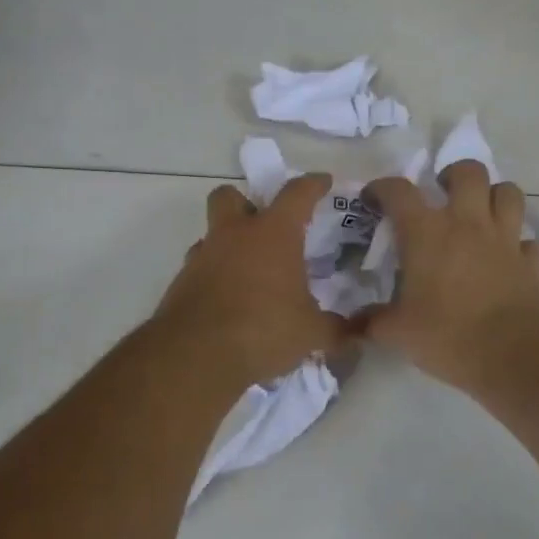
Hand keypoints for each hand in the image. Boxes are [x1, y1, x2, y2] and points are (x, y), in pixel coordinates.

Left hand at [156, 174, 350, 385]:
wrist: (196, 356)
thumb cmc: (263, 330)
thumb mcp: (311, 333)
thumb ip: (336, 329)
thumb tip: (357, 334)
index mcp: (273, 234)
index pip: (297, 193)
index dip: (313, 184)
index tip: (323, 183)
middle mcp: (234, 235)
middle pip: (229, 196)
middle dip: (244, 203)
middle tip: (263, 225)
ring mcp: (202, 257)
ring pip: (211, 234)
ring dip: (228, 244)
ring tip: (249, 272)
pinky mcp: (181, 283)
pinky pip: (200, 268)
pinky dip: (214, 276)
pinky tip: (229, 300)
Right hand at [363, 163, 538, 392]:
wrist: (514, 354)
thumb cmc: (448, 335)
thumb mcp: (398, 333)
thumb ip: (372, 322)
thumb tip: (353, 324)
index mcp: (427, 233)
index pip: (399, 191)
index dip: (383, 188)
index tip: (374, 198)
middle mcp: (468, 224)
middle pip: (469, 172)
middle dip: (454, 175)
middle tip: (442, 194)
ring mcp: (505, 239)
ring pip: (509, 193)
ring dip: (494, 196)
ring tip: (480, 213)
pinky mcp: (530, 262)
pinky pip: (529, 241)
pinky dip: (520, 244)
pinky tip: (509, 257)